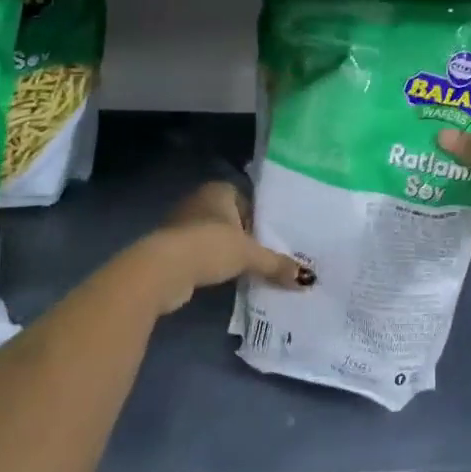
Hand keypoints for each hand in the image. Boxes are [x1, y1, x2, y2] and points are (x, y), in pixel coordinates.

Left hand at [124, 181, 311, 315]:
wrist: (163, 270)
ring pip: (213, 238)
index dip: (259, 219)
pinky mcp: (170, 249)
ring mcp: (181, 225)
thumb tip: (307, 278)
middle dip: (243, 238)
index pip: (246, 200)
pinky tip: (221, 280)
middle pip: (230, 220)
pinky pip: (199, 254)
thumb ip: (276, 263)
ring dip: (225, 253)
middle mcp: (199, 201)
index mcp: (218, 190)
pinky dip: (210, 265)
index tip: (269, 240)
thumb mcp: (249, 255)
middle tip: (262, 258)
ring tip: (244, 272)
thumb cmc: (210, 246)